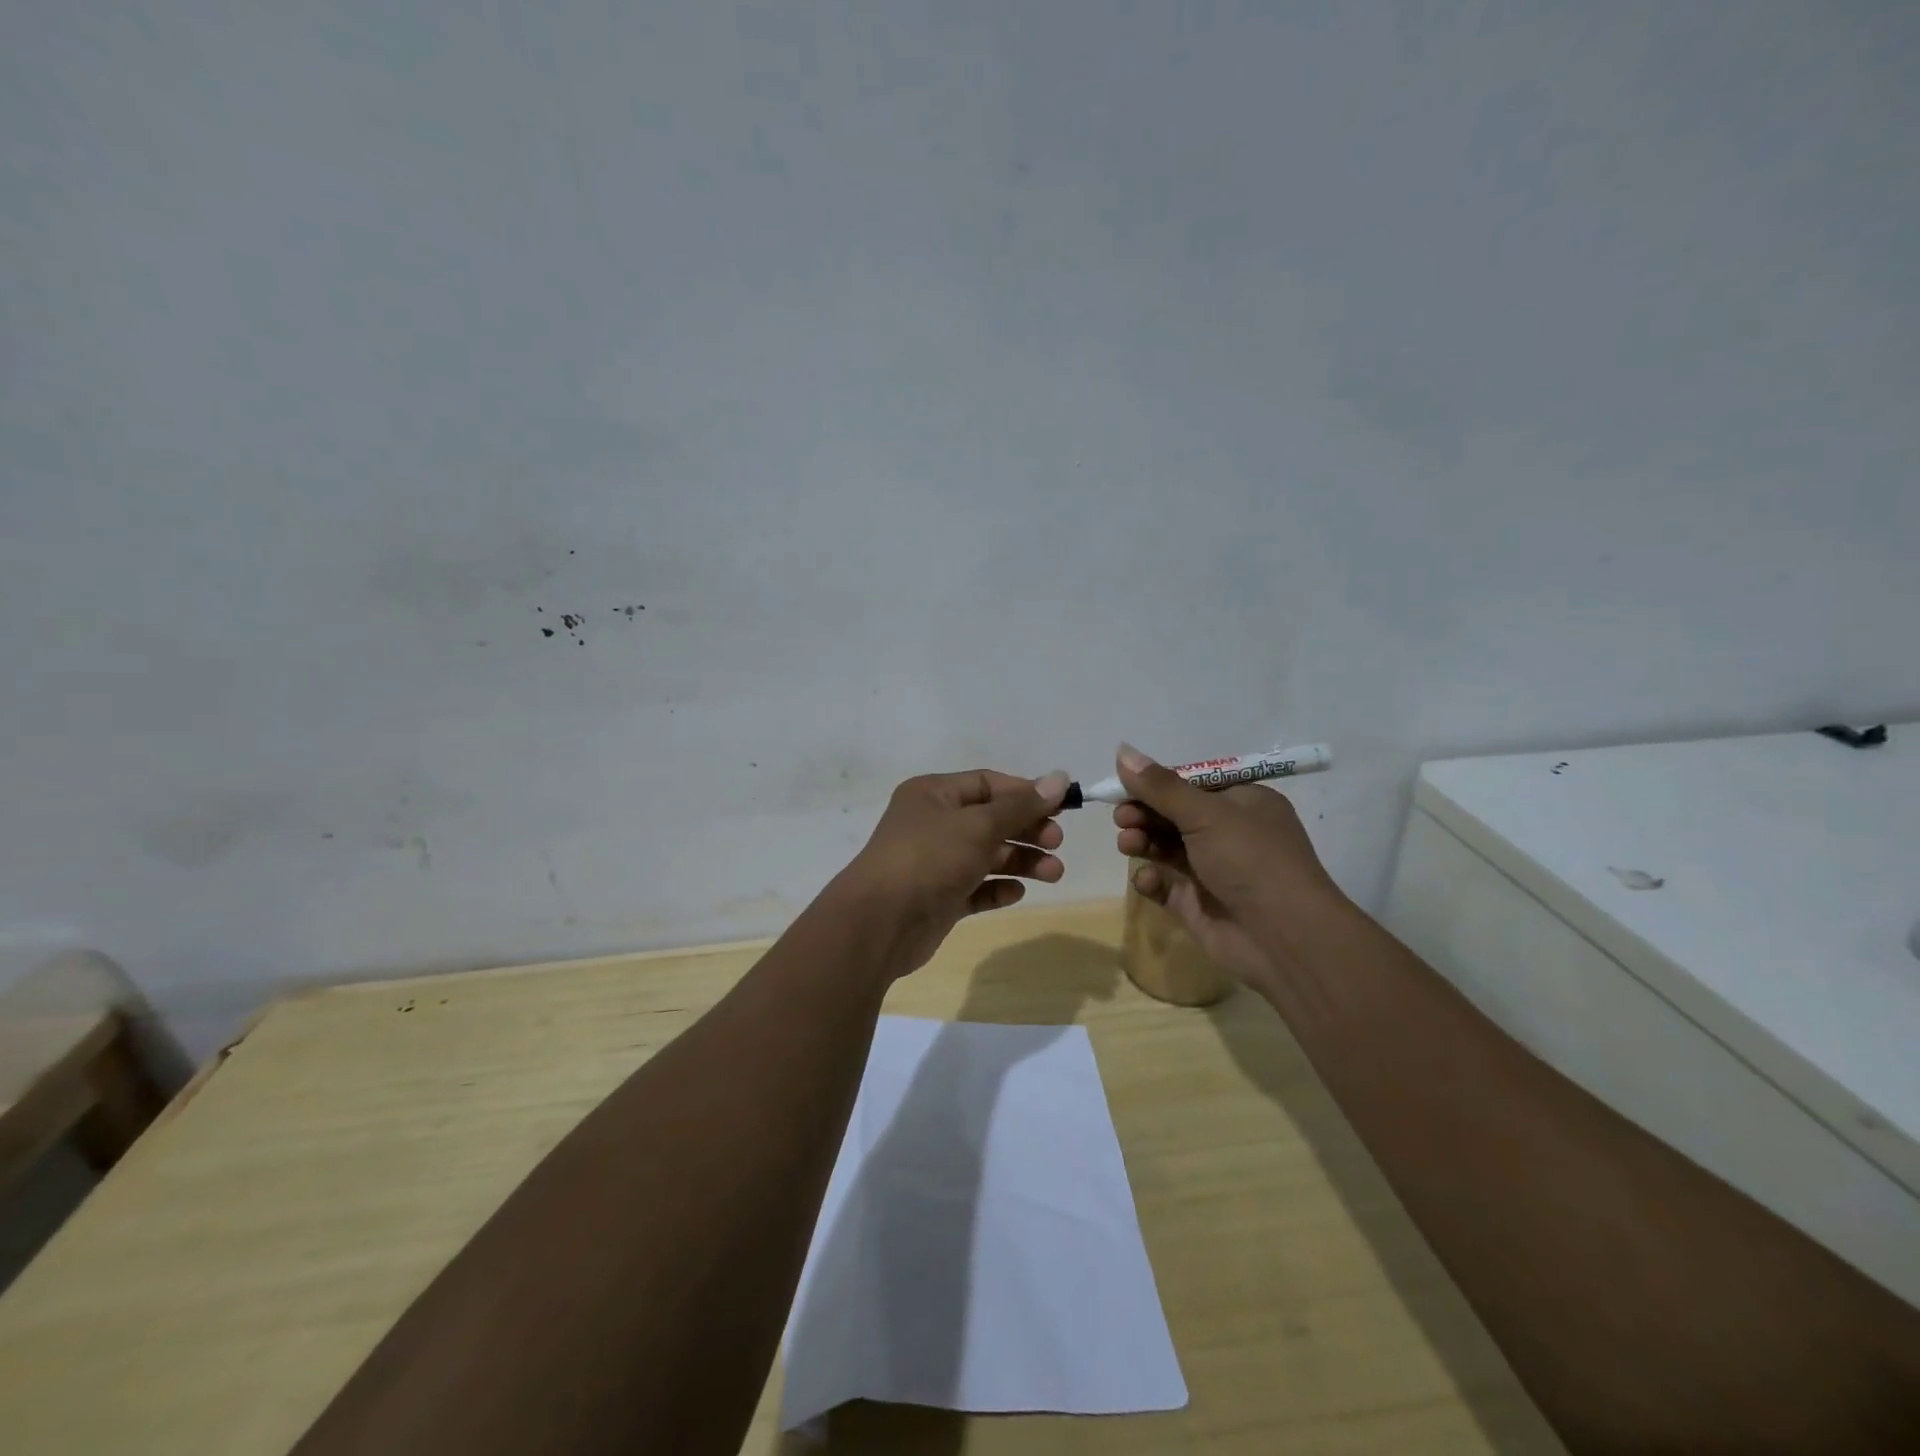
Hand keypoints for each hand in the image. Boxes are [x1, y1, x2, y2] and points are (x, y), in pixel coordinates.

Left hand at [830, 769, 1070, 976]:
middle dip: (1027, 830)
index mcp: (934, 794)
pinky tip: (1016, 893)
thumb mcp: (979, 825)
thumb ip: (1021, 806)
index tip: (1062, 808)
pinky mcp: (939, 898)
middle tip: (1057, 843)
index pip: (988, 783)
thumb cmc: (929, 859)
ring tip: (1053, 874)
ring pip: (987, 856)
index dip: (1025, 793)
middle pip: (991, 820)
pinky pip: (975, 888)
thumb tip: (1060, 779)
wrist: (880, 923)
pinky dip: (997, 889)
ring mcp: (935, 863)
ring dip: (1021, 862)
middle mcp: (933, 824)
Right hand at [1110, 743, 1344, 994]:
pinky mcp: (1197, 903)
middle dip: (1144, 813)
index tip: (1123, 786)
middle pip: (1174, 815)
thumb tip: (1122, 750)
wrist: (1284, 938)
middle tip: (1122, 818)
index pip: (1191, 784)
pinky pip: (1165, 884)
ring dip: (1142, 841)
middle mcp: (1229, 833)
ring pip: (1165, 847)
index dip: (1156, 784)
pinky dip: (1151, 879)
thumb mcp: (1206, 813)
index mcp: (1242, 803)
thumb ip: (1160, 786)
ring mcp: (1213, 870)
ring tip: (1127, 844)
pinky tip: (1147, 880)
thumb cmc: (1251, 860)